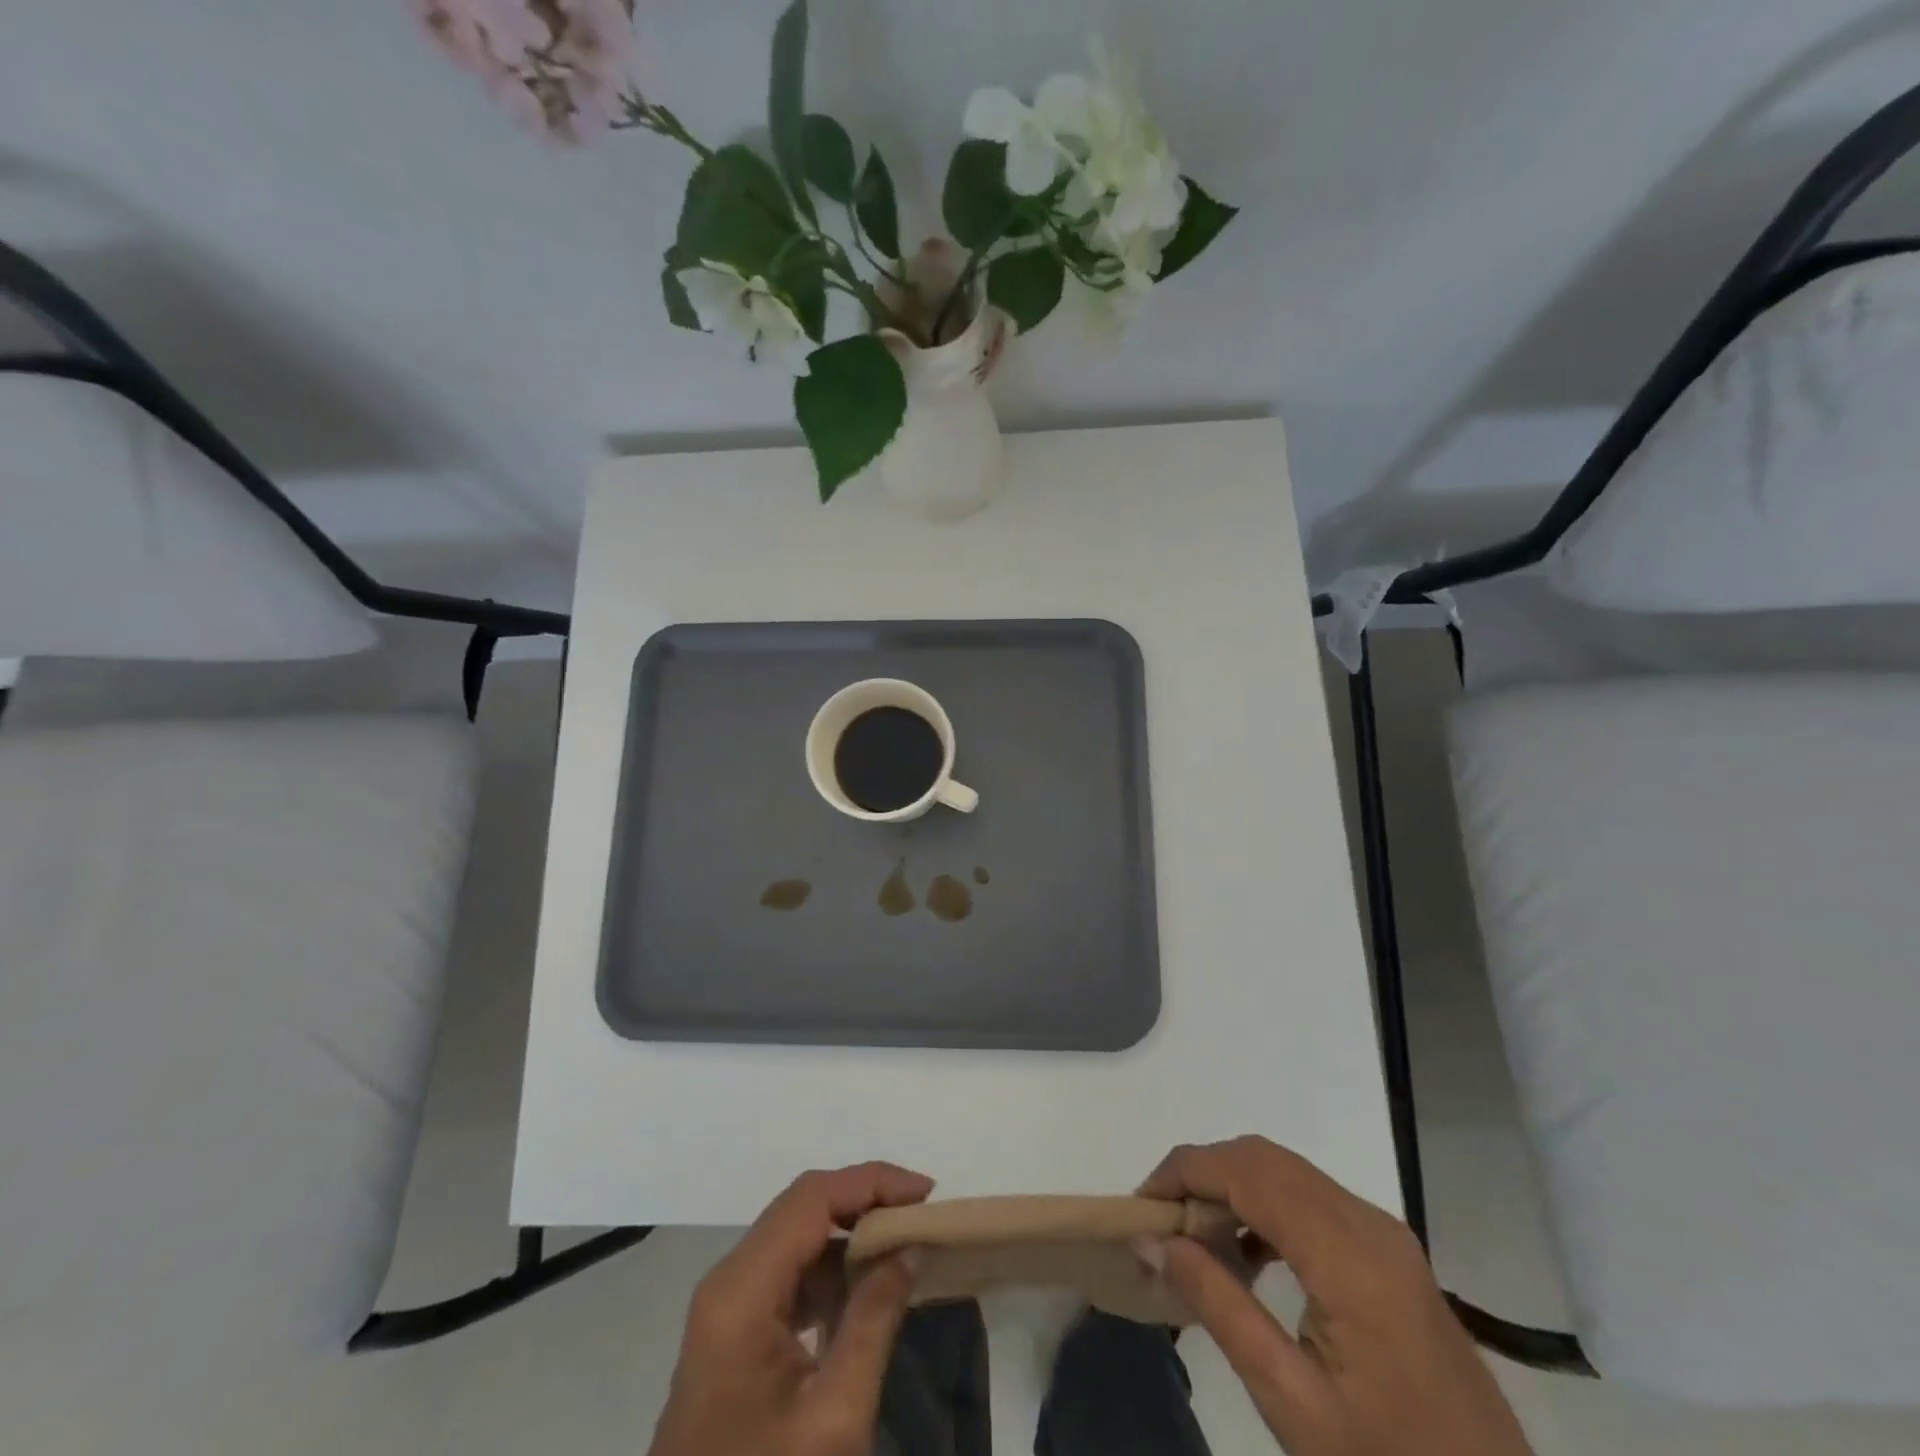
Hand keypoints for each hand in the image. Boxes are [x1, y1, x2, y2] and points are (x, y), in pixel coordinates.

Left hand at [648, 1162, 933, 1455]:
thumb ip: (874, 1319)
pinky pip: (788, 1273)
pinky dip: (831, 1267)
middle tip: (920, 1215)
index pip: (812, 1198)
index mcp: (742, 1289)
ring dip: (850, 1232)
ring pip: (796, 1236)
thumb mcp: (834, 1416)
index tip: (925, 1194)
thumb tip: (908, 1247)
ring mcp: (726, 1306)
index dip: (871, 1182)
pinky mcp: (733, 1332)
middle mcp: (728, 1280)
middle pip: (803, 1208)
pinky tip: (867, 1288)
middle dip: (865, 1200)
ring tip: (904, 1244)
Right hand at [1139, 1137, 1530, 1455]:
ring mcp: (1384, 1233)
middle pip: (1264, 1158)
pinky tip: (1244, 1253)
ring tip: (1194, 1238)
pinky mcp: (1389, 1250)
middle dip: (1202, 1173)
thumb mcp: (1294, 1405)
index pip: (1248, 1173)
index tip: (1142, 1203)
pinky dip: (1263, 1204)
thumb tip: (1154, 1241)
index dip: (1185, 1171)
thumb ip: (1221, 1309)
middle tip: (1162, 1221)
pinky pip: (1310, 1197)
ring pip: (1286, 1170)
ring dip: (1231, 1185)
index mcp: (1350, 1257)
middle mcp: (1368, 1223)